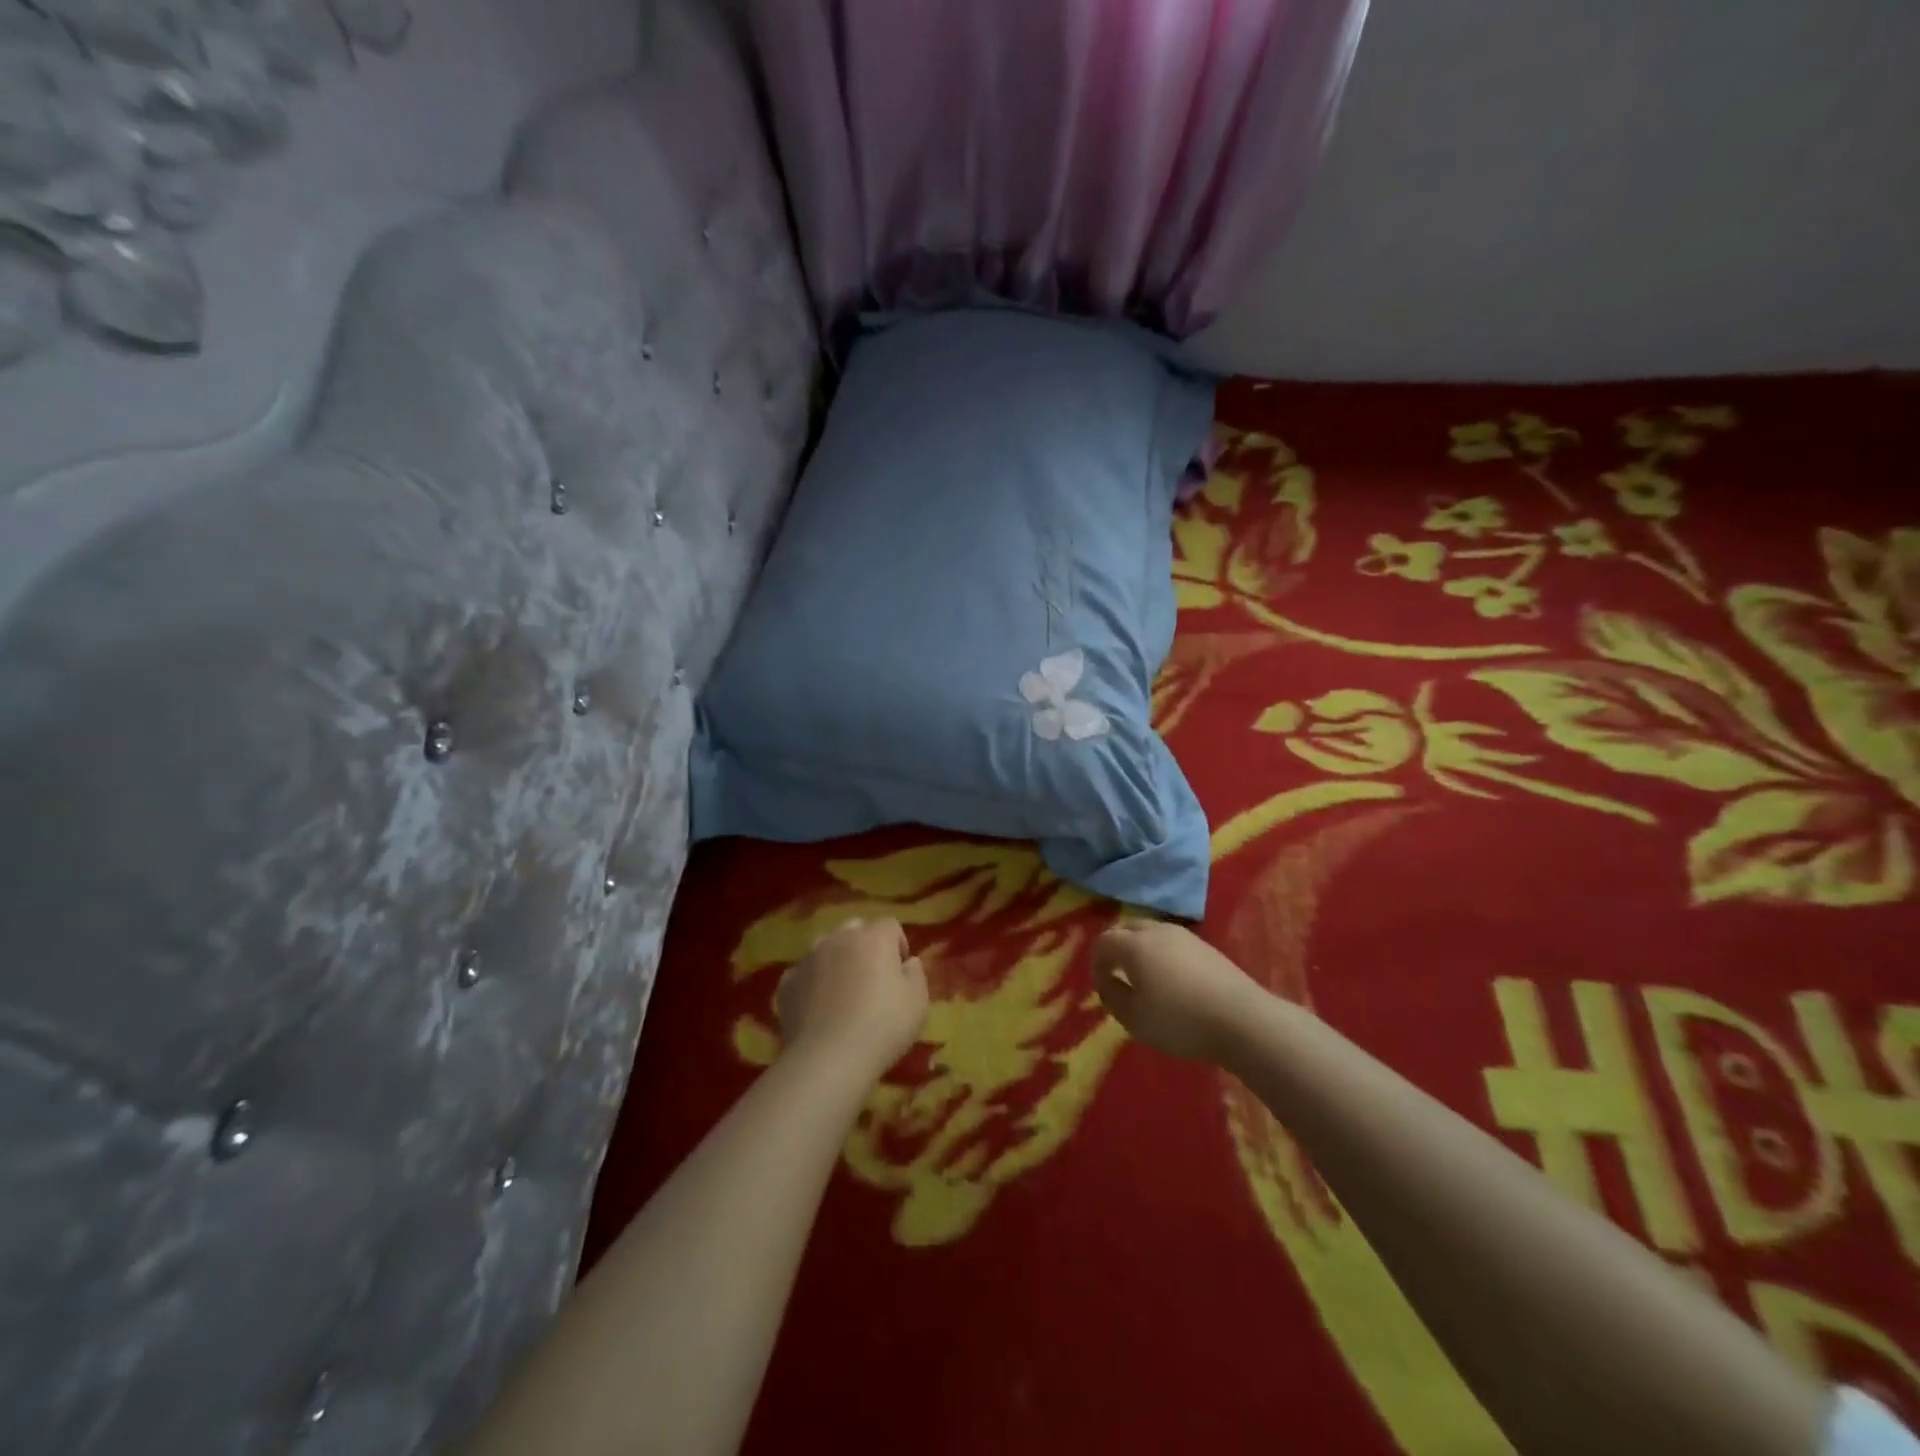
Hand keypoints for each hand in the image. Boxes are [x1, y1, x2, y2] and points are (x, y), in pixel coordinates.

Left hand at [776, 917, 928, 1077]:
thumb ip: (916, 974)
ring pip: (825, 947)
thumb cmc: (883, 1027)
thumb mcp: (918, 1002)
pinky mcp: (787, 982)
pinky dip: (812, 983)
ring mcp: (809, 958)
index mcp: (874, 937)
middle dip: (865, 946)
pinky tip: (818, 1009)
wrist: (828, 1058)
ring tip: (842, 992)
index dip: (898, 946)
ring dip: (836, 960)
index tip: (901, 973)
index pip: (890, 926)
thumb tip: (907, 962)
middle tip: (872, 979)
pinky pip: (803, 973)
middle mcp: (839, 938)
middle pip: (855, 929)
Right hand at [1090, 920, 1262, 1061]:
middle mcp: (1156, 931)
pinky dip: (1163, 955)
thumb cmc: (1179, 1019)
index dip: (1096, 964)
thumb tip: (1108, 982)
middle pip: (1126, 930)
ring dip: (1141, 950)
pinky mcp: (1206, 946)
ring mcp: (1184, 935)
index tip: (1102, 988)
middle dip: (1117, 950)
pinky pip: (1172, 943)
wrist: (1241, 1019)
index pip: (1103, 942)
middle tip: (1119, 977)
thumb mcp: (1133, 1018)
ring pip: (1151, 933)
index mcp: (1133, 944)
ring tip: (1146, 979)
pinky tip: (1173, 981)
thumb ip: (1112, 996)